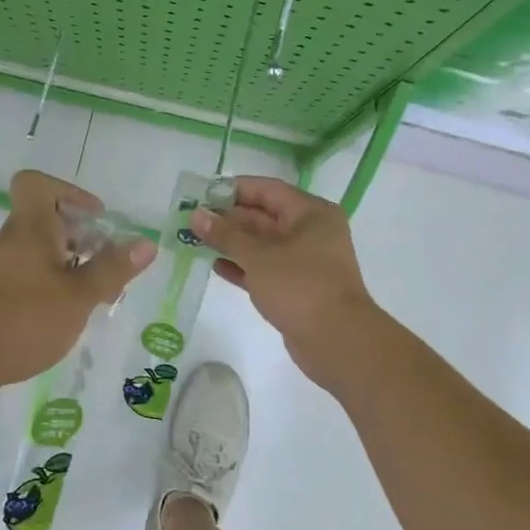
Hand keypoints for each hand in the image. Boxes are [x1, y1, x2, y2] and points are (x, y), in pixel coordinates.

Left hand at [0, 170, 155, 389]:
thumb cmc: (21, 319)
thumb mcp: (78, 296)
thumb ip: (112, 270)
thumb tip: (146, 242)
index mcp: (32, 227)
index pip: (37, 184)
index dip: (69, 192)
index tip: (95, 218)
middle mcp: (13, 241)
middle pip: (46, 220)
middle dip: (81, 237)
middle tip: (107, 264)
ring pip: (40, 252)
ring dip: (70, 266)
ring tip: (95, 296)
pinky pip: (29, 277)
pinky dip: (52, 287)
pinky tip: (66, 317)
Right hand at [191, 176, 379, 383]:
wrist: (336, 340)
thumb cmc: (299, 286)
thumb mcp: (258, 256)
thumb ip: (225, 234)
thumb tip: (196, 214)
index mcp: (311, 213)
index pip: (268, 190)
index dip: (234, 189)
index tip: (202, 193)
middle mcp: (311, 232)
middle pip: (264, 217)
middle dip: (228, 218)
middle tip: (192, 220)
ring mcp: (305, 262)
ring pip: (263, 245)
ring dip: (232, 243)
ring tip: (195, 241)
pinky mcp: (297, 288)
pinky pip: (265, 269)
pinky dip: (243, 267)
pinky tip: (215, 267)